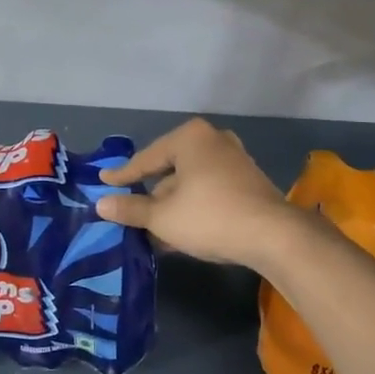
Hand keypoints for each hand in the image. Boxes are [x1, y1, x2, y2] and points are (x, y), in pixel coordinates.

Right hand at [96, 118, 301, 269]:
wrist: (273, 235)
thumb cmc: (209, 216)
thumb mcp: (162, 216)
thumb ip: (131, 209)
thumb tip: (101, 204)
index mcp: (190, 138)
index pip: (147, 158)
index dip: (123, 175)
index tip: (103, 181)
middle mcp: (213, 140)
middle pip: (170, 170)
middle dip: (151, 195)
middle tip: (128, 211)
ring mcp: (234, 160)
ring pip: (190, 184)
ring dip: (171, 207)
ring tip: (151, 231)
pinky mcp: (248, 182)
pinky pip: (209, 191)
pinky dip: (192, 208)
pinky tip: (179, 233)